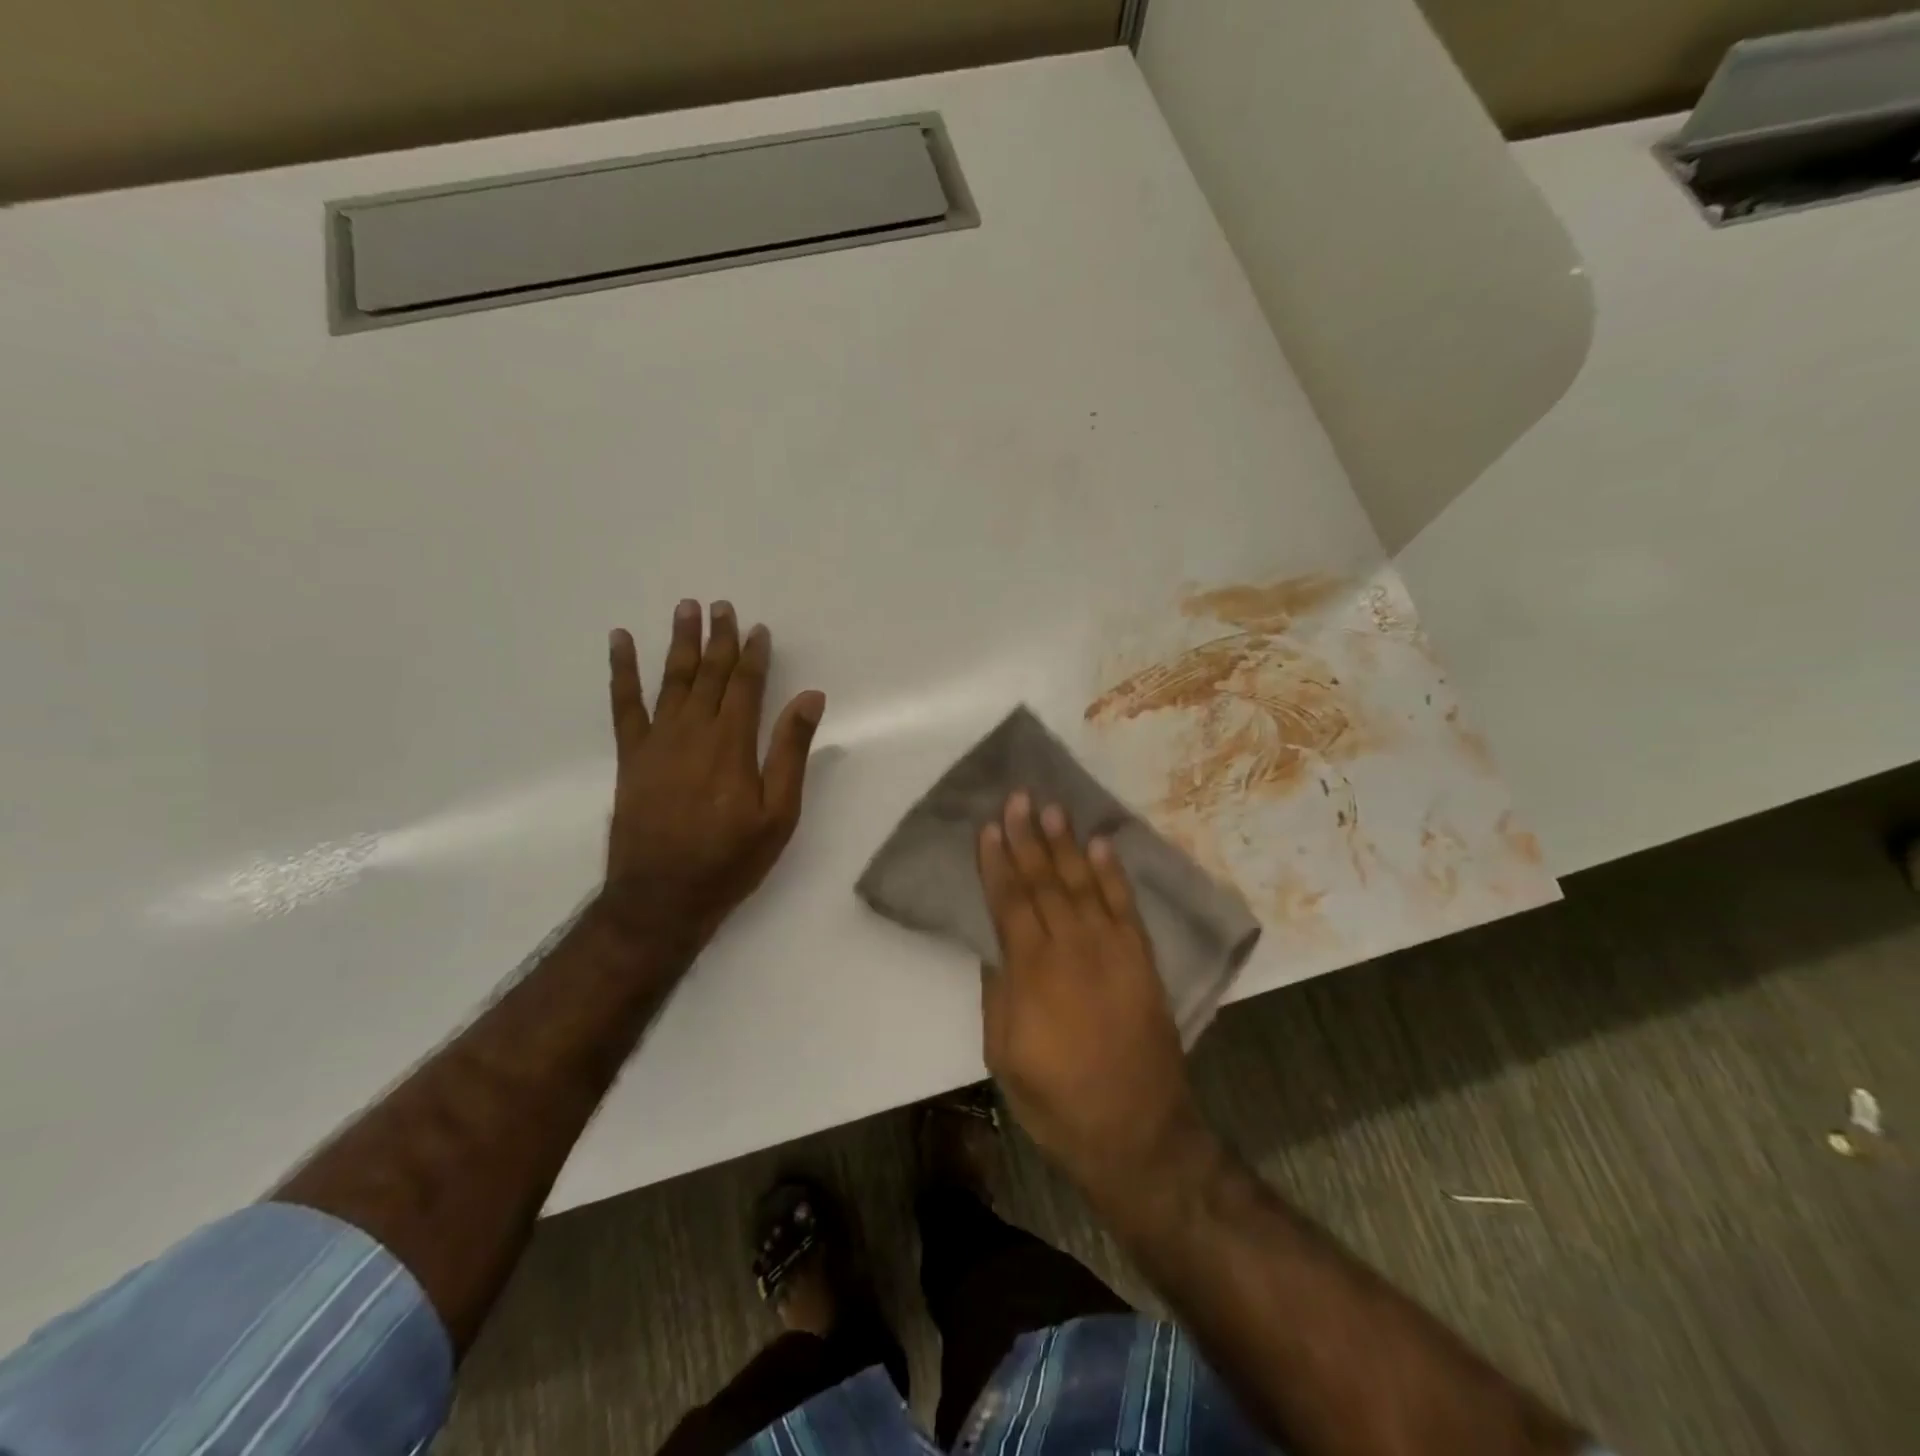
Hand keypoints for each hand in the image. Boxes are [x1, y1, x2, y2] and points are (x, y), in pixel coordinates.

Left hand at [603, 599, 824, 946]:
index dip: (754, 655)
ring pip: (672, 680)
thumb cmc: (731, 859)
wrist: (662, 897)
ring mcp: (657, 741)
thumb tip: (811, 698)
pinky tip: (620, 642)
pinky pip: (624, 704)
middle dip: (718, 639)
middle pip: (709, 674)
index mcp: (733, 744)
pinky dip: (622, 670)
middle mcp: (694, 731)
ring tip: (685, 609)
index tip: (758, 628)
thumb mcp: (779, 813)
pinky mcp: (631, 756)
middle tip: (721, 606)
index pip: (746, 686)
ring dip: (679, 642)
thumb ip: (791, 751)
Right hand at [977, 792, 1207, 1202]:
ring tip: (1054, 809)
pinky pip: (1125, 906)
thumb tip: (996, 945)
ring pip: (1083, 884)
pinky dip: (1113, 874)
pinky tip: (1101, 846)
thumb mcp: (1004, 1056)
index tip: (989, 827)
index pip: (1010, 902)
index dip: (997, 863)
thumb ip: (998, 994)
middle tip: (1019, 798)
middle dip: (1029, 838)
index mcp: (1032, 973)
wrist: (1137, 1132)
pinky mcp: (1142, 960)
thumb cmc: (1057, 1101)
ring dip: (1067, 845)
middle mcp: (1072, 949)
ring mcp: (1112, 951)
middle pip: (1045, 882)